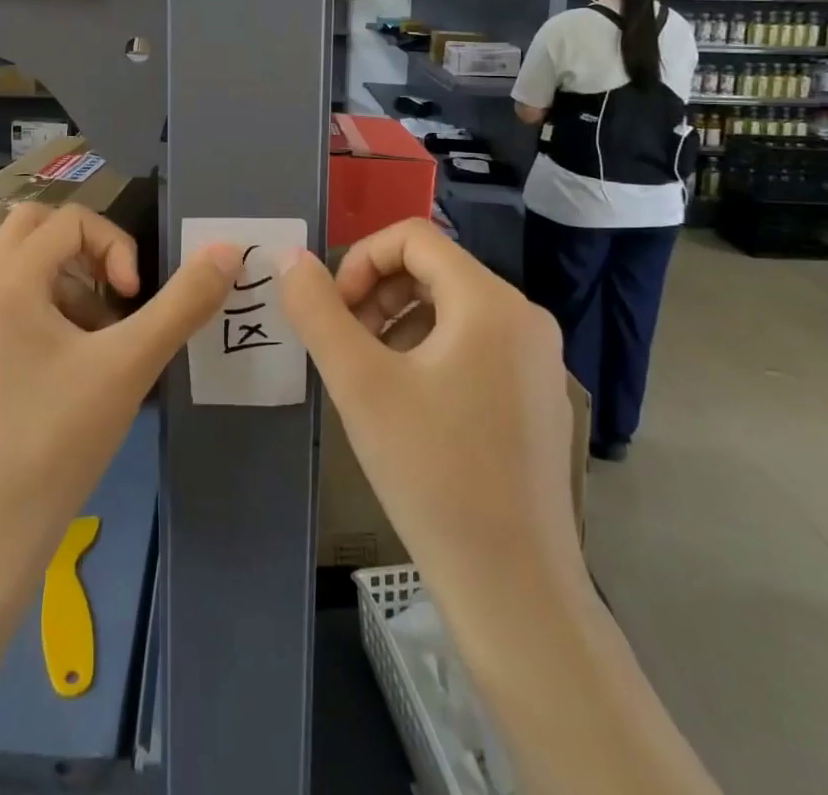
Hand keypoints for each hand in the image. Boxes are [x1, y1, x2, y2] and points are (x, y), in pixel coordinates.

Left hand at [0, 204, 237, 588]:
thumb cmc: (56, 441)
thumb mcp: (129, 366)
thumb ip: (183, 303)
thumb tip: (228, 250)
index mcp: (5, 281)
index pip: (69, 219)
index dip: (116, 245)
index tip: (133, 298)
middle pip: (35, 227)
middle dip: (86, 249)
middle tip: (116, 292)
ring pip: (23, 264)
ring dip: (70, 279)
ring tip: (101, 338)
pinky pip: (13, 300)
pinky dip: (51, 308)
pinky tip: (76, 365)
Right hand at [279, 219, 582, 591]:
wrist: (515, 590)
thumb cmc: (433, 474)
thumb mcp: (360, 384)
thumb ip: (317, 311)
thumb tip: (290, 259)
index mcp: (490, 302)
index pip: (413, 237)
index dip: (361, 260)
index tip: (335, 312)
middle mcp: (524, 317)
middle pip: (432, 269)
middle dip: (377, 295)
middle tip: (345, 348)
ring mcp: (536, 358)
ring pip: (450, 308)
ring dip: (397, 324)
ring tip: (370, 378)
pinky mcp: (536, 394)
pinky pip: (473, 343)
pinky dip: (429, 352)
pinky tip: (408, 406)